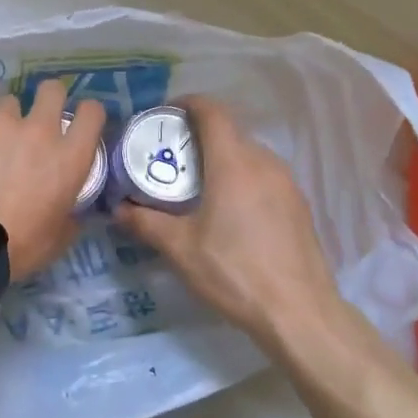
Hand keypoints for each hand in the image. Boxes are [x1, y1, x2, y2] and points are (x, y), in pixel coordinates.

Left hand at [0, 81, 106, 278]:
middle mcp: (39, 130)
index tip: (77, 122)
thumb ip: (72, 215)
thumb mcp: (58, 239)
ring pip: (8, 101)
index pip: (92, 113)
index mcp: (68, 158)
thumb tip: (74, 210)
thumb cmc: (16, 247)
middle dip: (48, 99)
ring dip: (4, 117)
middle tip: (36, 120)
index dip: (87, 113)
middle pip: (52, 90)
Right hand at [116, 97, 340, 344]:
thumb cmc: (234, 272)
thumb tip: (118, 209)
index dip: (188, 103)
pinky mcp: (299, 204)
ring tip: (198, 184)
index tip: (165, 114)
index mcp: (233, 162)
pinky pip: (265, 175)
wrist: (300, 314)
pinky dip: (243, 177)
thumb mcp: (180, 248)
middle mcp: (264, 162)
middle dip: (199, 136)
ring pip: (249, 154)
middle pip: (229, 131)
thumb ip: (145, 223)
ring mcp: (287, 183)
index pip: (212, 111)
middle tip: (172, 157)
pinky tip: (231, 210)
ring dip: (222, 158)